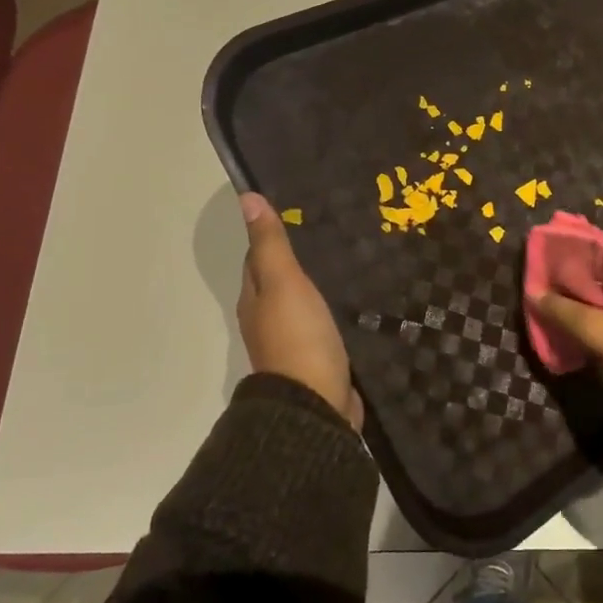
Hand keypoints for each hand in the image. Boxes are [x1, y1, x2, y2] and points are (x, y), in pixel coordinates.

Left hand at [236, 193, 361, 431]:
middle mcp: (268, 320)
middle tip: (334, 231)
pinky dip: (335, 309)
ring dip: (319, 284)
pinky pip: (325, 324)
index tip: (300, 212)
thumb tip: (245, 197)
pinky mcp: (320, 358)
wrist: (316, 405)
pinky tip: (356, 300)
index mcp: (254, 300)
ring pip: (304, 303)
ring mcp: (295, 342)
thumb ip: (269, 244)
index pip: (257, 258)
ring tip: (352, 259)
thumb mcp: (283, 283)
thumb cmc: (297, 337)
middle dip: (300, 259)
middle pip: (280, 282)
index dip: (273, 235)